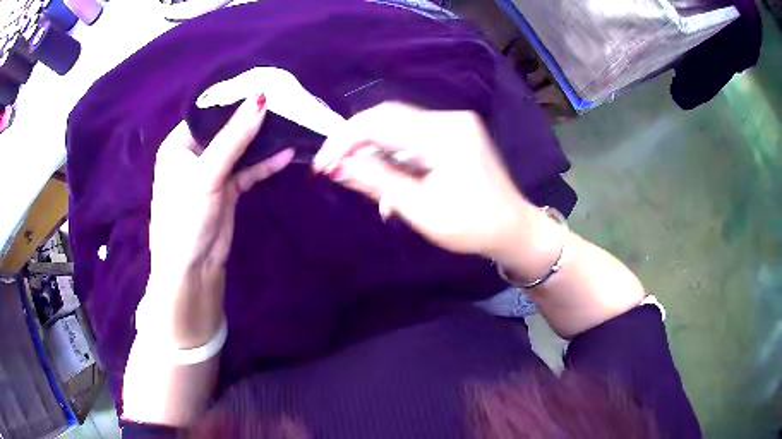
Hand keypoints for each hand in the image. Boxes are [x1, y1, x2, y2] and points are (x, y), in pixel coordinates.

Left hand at [140, 94, 292, 348]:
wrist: (193, 268)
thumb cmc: (185, 217)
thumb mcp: (206, 174)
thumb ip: (233, 137)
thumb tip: (260, 98)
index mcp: (178, 145)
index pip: (208, 114)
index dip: (233, 101)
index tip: (264, 87)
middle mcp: (194, 154)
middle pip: (227, 130)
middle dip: (251, 119)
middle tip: (283, 102)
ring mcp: (213, 172)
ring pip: (240, 149)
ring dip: (261, 140)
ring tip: (289, 123)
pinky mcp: (228, 189)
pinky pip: (248, 170)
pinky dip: (265, 163)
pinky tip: (285, 153)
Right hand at [313, 102, 537, 258]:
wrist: (512, 229)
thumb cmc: (471, 226)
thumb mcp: (419, 208)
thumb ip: (377, 181)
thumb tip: (338, 166)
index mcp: (444, 134)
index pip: (380, 122)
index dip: (344, 140)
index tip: (322, 165)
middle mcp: (449, 119)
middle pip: (387, 119)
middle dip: (356, 144)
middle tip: (334, 170)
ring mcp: (453, 124)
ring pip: (397, 129)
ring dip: (375, 154)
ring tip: (365, 184)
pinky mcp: (454, 135)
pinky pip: (413, 138)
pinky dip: (395, 158)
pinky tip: (390, 183)